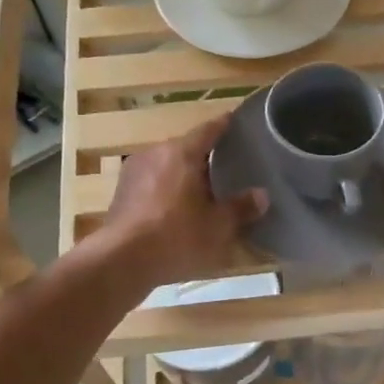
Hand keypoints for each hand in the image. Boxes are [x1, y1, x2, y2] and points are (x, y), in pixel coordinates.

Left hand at [96, 116, 266, 286]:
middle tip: (227, 167)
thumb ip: (241, 208)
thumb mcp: (218, 226)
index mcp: (181, 153)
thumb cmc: (176, 236)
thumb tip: (261, 195)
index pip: (208, 130)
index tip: (236, 121)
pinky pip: (153, 184)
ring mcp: (133, 173)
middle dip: (206, 157)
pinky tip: (178, 209)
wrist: (121, 261)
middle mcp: (155, 154)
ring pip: (167, 167)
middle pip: (186, 148)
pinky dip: (168, 191)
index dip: (224, 125)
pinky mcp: (121, 194)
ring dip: (185, 175)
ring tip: (204, 191)